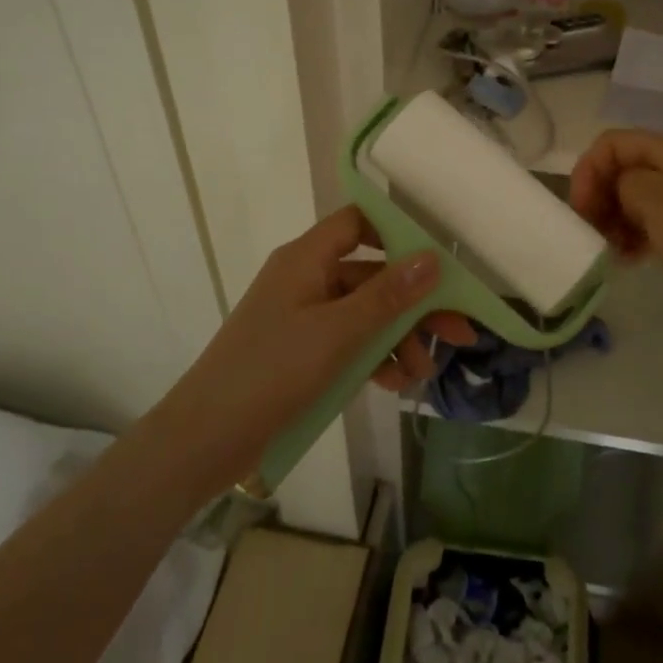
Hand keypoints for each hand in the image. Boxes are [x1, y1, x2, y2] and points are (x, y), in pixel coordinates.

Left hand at [165, 207, 475, 488]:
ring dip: (397, 339)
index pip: (358, 223)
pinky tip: (394, 384)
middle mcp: (306, 278)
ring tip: (420, 374)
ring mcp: (303, 317)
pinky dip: (374, 358)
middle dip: (414, 305)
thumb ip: (388, 296)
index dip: (398, 233)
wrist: (204, 439)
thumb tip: (433, 258)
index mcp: (306, 258)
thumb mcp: (338, 333)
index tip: (437, 261)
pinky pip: (348, 342)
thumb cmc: (272, 372)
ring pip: (364, 314)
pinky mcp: (301, 352)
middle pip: (371, 276)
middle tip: (457, 334)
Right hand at [569, 130, 662, 347]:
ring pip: (632, 197)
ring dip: (613, 219)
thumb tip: (620, 190)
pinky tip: (627, 259)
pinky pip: (647, 222)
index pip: (615, 143)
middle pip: (623, 168)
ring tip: (610, 249)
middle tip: (591, 232)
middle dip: (600, 195)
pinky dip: (631, 235)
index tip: (579, 209)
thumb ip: (627, 182)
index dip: (590, 169)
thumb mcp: (661, 204)